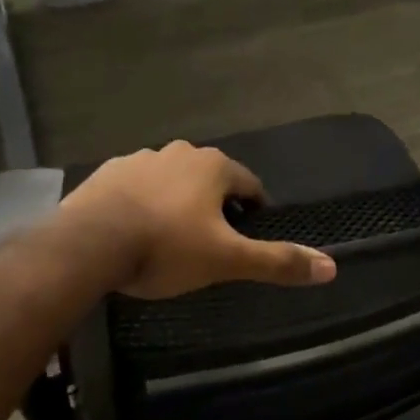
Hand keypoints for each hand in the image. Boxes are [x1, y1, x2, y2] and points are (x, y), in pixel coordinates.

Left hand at [57, 142, 337, 299]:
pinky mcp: (107, 173)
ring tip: (171, 239)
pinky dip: (143, 204)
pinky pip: (136, 187)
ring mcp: (139, 160)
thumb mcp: (226, 260)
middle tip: (212, 242)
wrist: (89, 244)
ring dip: (178, 202)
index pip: (250, 184)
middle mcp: (179, 153)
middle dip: (215, 206)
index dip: (255, 210)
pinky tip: (135, 230)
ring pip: (171, 181)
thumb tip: (331, 266)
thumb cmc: (166, 247)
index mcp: (213, 166)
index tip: (251, 233)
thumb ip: (277, 262)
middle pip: (210, 180)